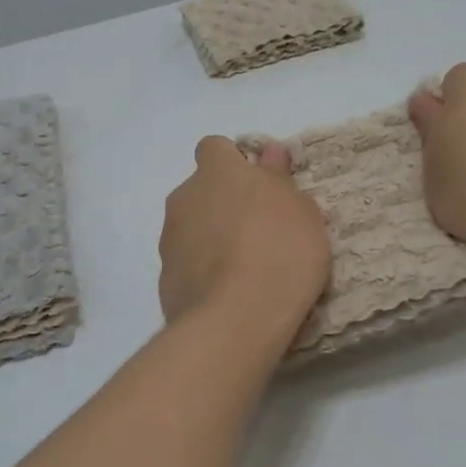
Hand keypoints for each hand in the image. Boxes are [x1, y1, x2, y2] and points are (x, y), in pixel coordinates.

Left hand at [159, 138, 330, 341]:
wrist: (237, 318)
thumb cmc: (281, 251)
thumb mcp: (300, 211)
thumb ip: (278, 178)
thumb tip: (269, 154)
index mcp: (217, 172)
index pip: (214, 148)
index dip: (234, 162)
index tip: (257, 185)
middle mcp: (184, 198)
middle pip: (201, 190)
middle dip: (223, 204)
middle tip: (258, 230)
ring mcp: (169, 239)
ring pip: (191, 228)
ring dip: (212, 238)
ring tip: (245, 269)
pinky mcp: (165, 278)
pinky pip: (187, 264)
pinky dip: (203, 272)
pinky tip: (229, 294)